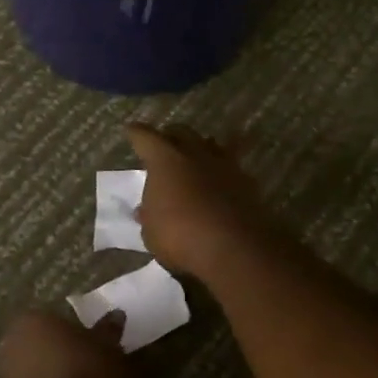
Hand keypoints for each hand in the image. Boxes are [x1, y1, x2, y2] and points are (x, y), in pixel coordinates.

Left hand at [0, 309, 132, 377]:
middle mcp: (12, 347)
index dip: (75, 331)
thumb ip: (109, 330)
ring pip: (39, 373)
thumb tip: (115, 317)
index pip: (54, 319)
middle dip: (63, 354)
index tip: (94, 342)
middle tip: (92, 364)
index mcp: (32, 321)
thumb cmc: (89, 374)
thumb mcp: (110, 346)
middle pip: (43, 346)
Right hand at [124, 123, 289, 277]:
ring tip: (194, 158)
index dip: (136, 134)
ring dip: (200, 148)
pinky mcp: (246, 180)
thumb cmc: (180, 236)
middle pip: (180, 132)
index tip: (131, 131)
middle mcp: (194, 153)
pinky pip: (231, 166)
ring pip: (209, 144)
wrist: (234, 246)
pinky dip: (223, 170)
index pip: (145, 137)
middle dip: (170, 136)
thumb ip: (149, 216)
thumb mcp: (152, 232)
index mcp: (164, 159)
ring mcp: (223, 163)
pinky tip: (222, 178)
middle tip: (164, 145)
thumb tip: (145, 209)